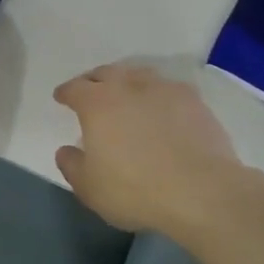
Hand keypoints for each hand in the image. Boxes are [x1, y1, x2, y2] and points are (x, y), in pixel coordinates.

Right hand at [53, 64, 248, 238]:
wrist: (201, 190)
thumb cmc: (136, 191)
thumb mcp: (90, 189)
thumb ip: (72, 166)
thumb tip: (66, 150)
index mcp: (97, 104)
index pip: (74, 88)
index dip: (66, 92)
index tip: (62, 97)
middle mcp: (127, 86)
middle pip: (106, 73)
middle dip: (94, 80)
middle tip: (91, 91)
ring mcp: (163, 89)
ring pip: (138, 74)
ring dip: (127, 81)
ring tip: (126, 94)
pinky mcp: (192, 99)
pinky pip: (167, 88)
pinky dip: (158, 94)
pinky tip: (161, 107)